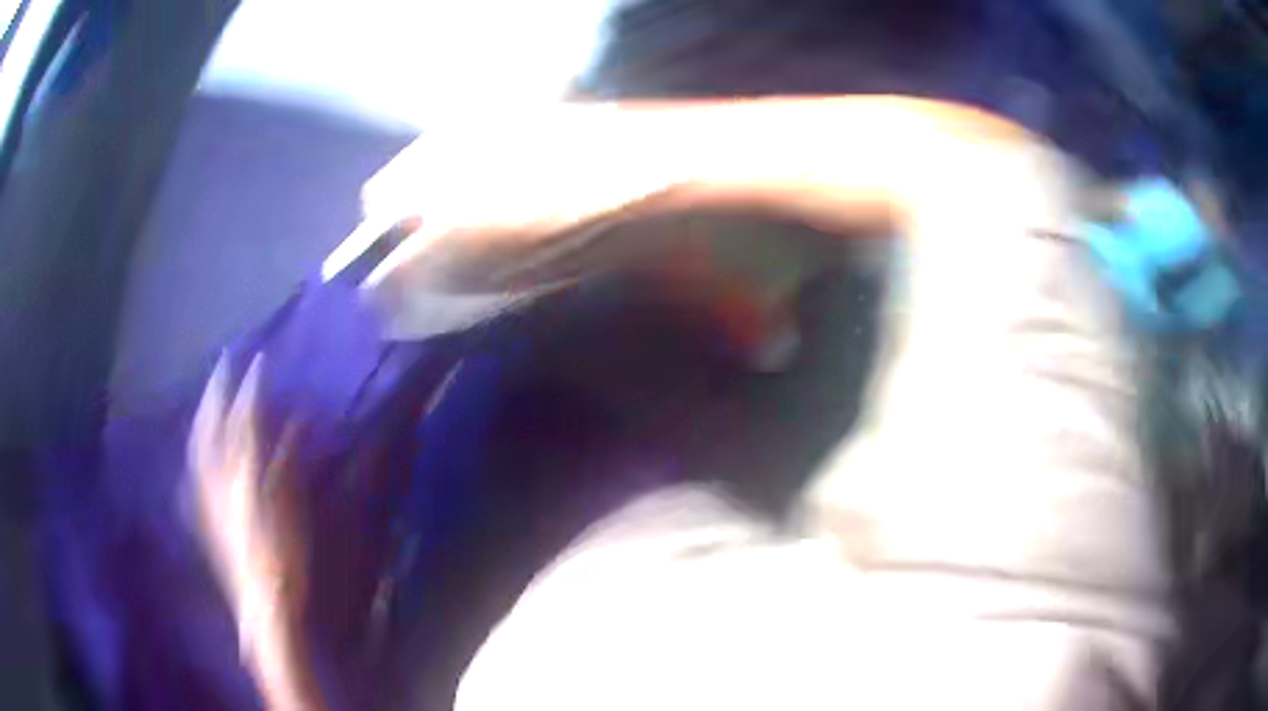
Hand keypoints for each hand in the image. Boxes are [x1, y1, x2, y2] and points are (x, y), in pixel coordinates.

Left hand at [188, 353, 319, 710]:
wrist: (262, 606)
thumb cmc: (282, 557)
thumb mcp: (291, 507)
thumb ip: (287, 459)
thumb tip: (295, 420)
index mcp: (236, 473)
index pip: (239, 419)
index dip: (248, 388)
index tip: (256, 361)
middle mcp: (213, 477)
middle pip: (210, 425)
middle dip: (216, 392)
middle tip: (224, 365)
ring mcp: (204, 495)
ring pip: (199, 442)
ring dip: (206, 415)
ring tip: (211, 395)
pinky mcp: (203, 513)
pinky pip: (195, 466)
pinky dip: (199, 445)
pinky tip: (200, 442)